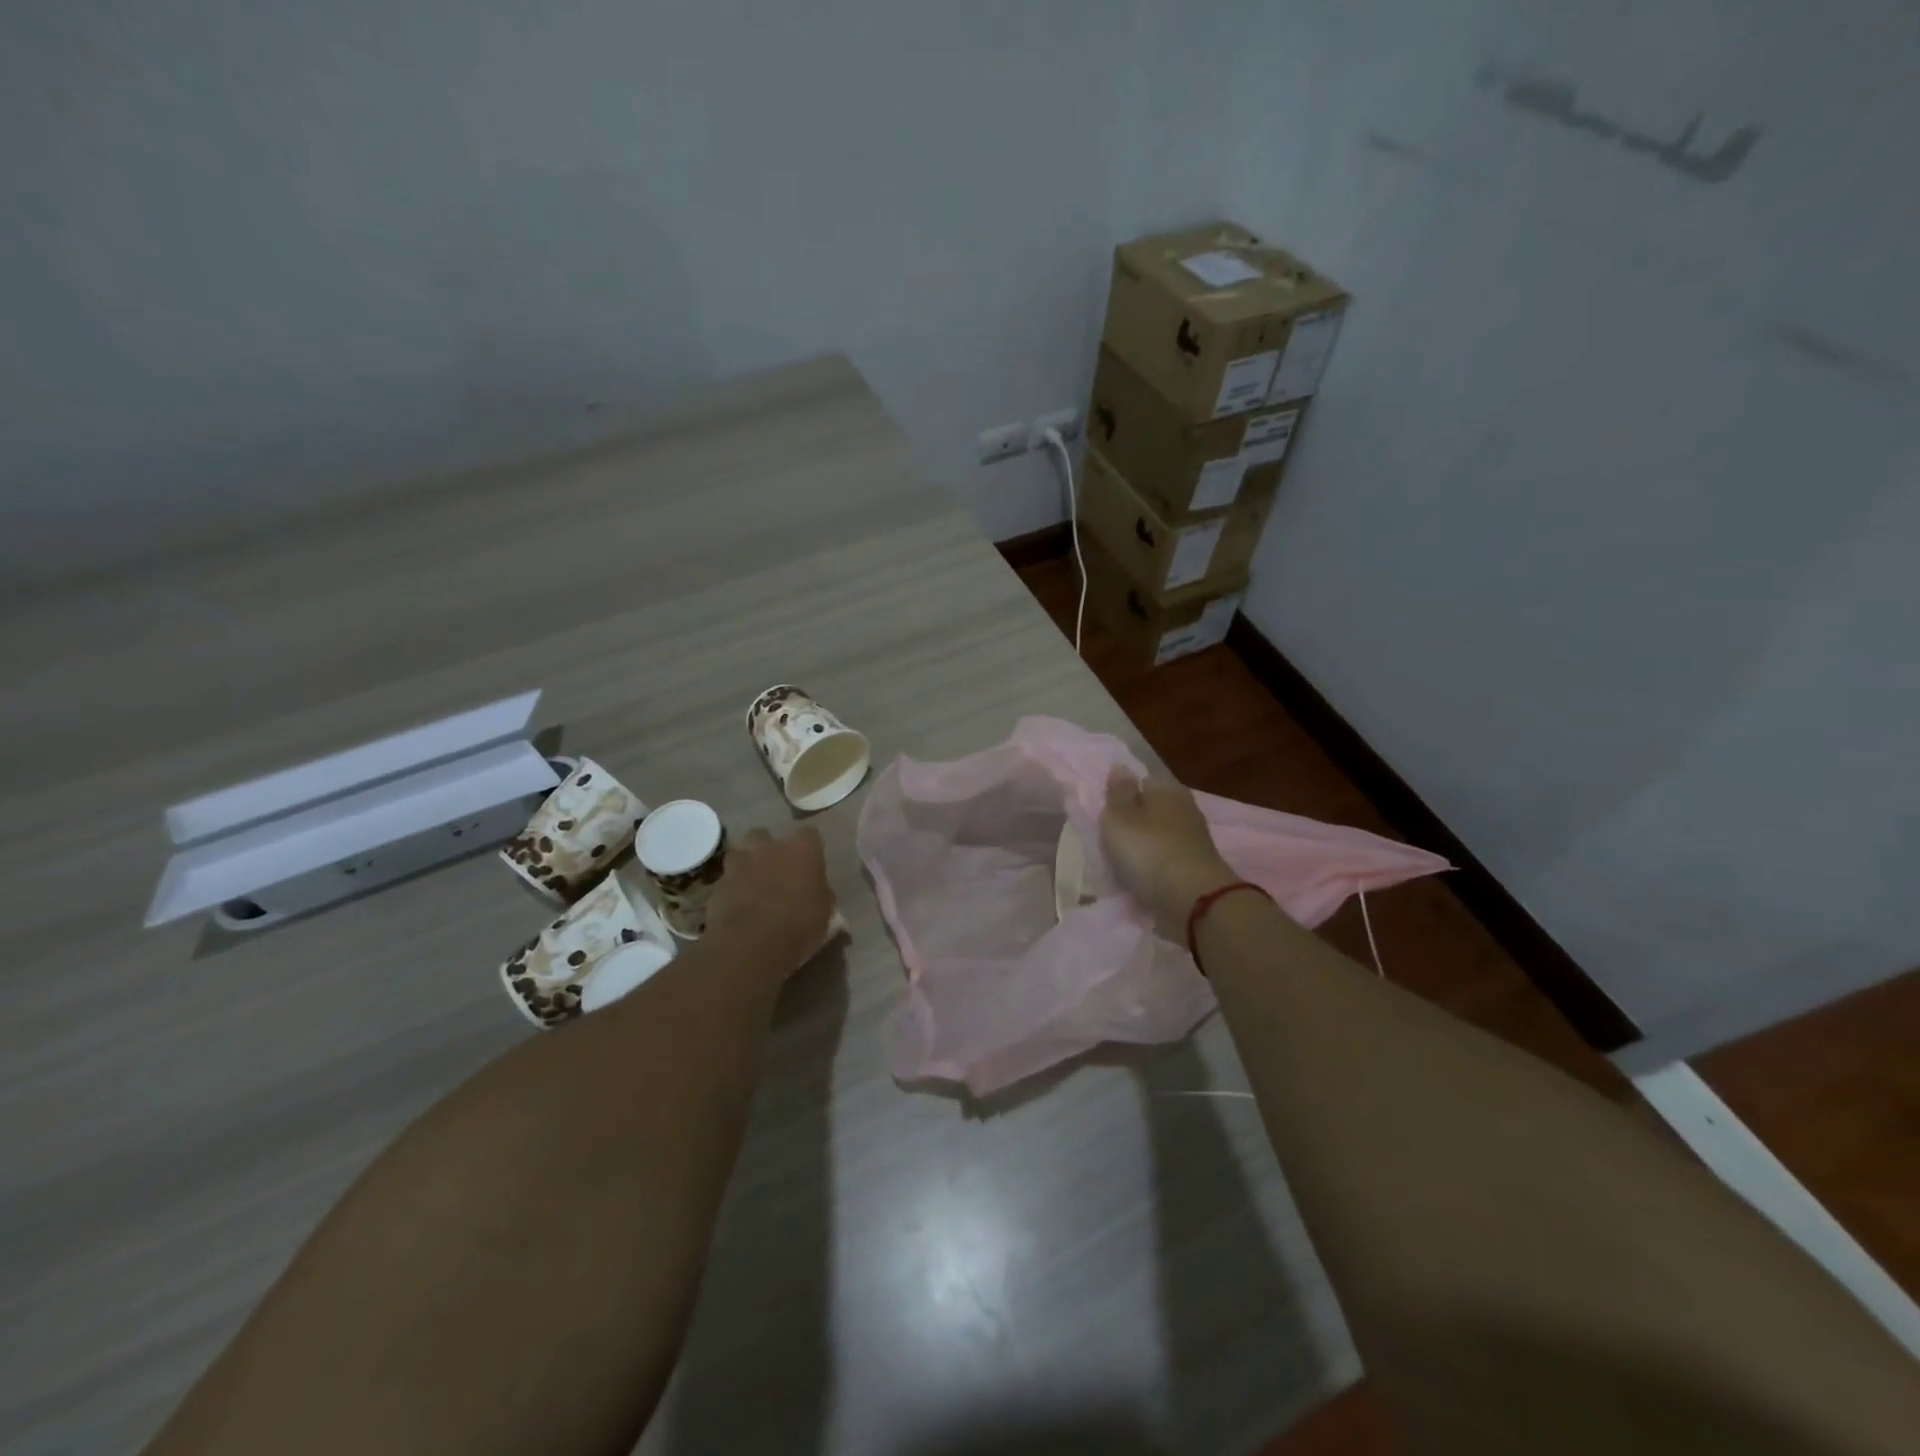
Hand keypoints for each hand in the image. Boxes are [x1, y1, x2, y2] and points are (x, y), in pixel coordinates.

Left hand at [705, 826, 836, 981]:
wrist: (751, 945)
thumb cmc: (799, 925)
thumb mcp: (825, 913)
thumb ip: (821, 895)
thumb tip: (820, 895)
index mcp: (801, 849)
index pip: (809, 834)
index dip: (809, 848)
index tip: (811, 864)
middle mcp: (768, 847)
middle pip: (765, 835)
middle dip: (768, 849)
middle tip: (776, 872)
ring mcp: (738, 864)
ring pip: (740, 854)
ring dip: (745, 866)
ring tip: (753, 888)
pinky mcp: (717, 885)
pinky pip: (726, 882)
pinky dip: (731, 891)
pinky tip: (738, 909)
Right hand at [1100, 768, 1237, 936]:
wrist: (1193, 901)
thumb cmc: (1148, 850)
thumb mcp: (1119, 817)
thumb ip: (1118, 793)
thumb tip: (1121, 766)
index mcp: (1167, 789)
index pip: (1144, 779)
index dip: (1124, 792)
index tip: (1106, 810)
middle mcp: (1185, 808)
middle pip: (1152, 809)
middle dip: (1133, 822)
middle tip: (1109, 838)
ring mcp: (1193, 840)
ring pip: (1159, 836)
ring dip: (1142, 847)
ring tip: (1120, 863)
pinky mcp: (1195, 867)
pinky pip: (1166, 861)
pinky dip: (1153, 867)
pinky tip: (1139, 878)